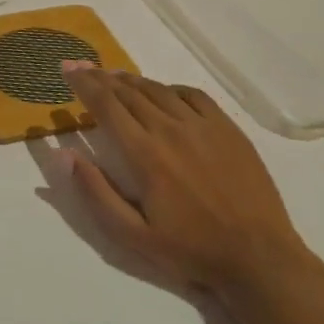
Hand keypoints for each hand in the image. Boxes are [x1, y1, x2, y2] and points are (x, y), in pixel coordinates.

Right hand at [61, 66, 308, 292]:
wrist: (259, 256)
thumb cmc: (191, 250)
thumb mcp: (134, 237)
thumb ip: (96, 194)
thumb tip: (64, 155)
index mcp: (144, 154)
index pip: (106, 105)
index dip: (83, 84)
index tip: (66, 68)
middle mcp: (170, 129)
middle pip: (128, 92)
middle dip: (100, 77)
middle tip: (82, 67)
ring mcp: (202, 125)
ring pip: (158, 90)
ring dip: (131, 80)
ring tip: (114, 77)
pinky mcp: (226, 127)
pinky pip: (192, 95)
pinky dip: (169, 88)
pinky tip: (163, 92)